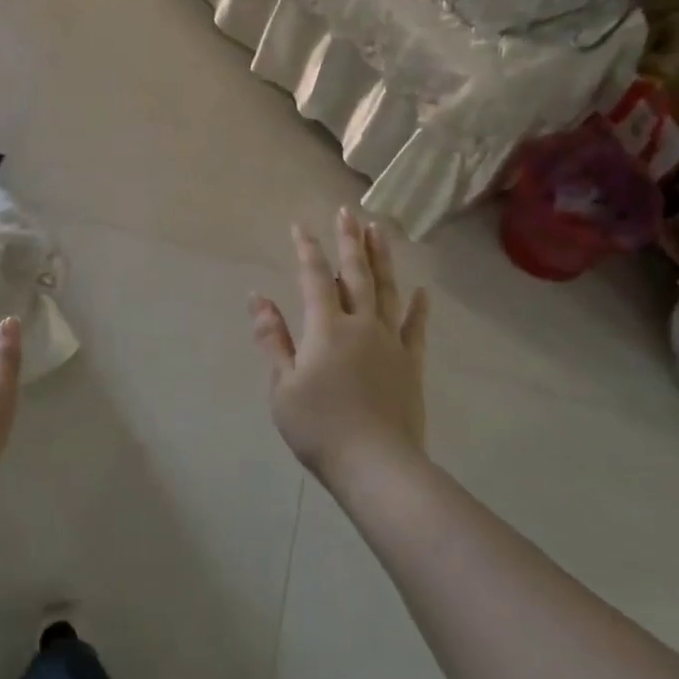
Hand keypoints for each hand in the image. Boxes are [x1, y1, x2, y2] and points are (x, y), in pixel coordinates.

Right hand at [249, 208, 429, 482]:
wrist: (377, 466)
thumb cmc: (319, 427)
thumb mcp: (282, 385)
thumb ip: (272, 338)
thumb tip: (257, 297)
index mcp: (327, 328)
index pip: (314, 278)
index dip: (307, 249)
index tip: (300, 225)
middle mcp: (361, 325)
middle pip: (356, 274)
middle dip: (349, 241)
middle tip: (348, 212)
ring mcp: (390, 343)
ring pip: (387, 291)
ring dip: (381, 259)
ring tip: (379, 231)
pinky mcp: (410, 364)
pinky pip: (415, 328)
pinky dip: (418, 308)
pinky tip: (422, 291)